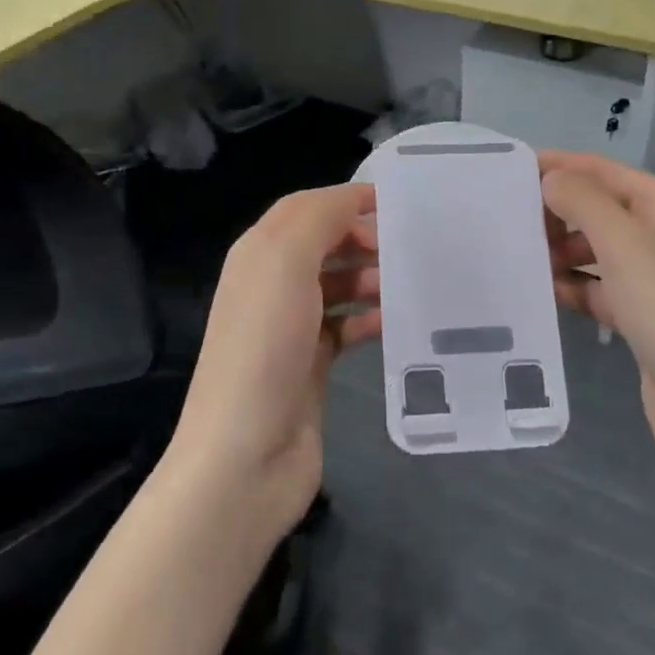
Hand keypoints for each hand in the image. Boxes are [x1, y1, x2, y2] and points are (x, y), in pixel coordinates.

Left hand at [169, 183, 380, 535]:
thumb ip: (318, 220)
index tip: (397, 202)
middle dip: (363, 238)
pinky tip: (396, 323)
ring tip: (409, 284)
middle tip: (408, 247)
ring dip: (372, 278)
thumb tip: (355, 199)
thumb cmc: (264, 347)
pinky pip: (346, 327)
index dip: (347, 199)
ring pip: (338, 285)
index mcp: (258, 254)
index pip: (305, 208)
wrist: (245, 455)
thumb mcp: (284, 264)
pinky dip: (370, 319)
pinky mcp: (310, 364)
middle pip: (323, 244)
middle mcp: (271, 285)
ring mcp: (290, 327)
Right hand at [538, 151, 654, 480]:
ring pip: (594, 250)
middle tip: (505, 223)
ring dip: (559, 251)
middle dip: (555, 213)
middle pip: (597, 209)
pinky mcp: (641, 314)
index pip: (603, 171)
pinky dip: (571, 286)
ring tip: (518, 259)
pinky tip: (540, 293)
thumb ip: (583, 202)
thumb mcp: (624, 245)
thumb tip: (551, 179)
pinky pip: (597, 287)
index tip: (508, 171)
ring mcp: (653, 277)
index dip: (558, 167)